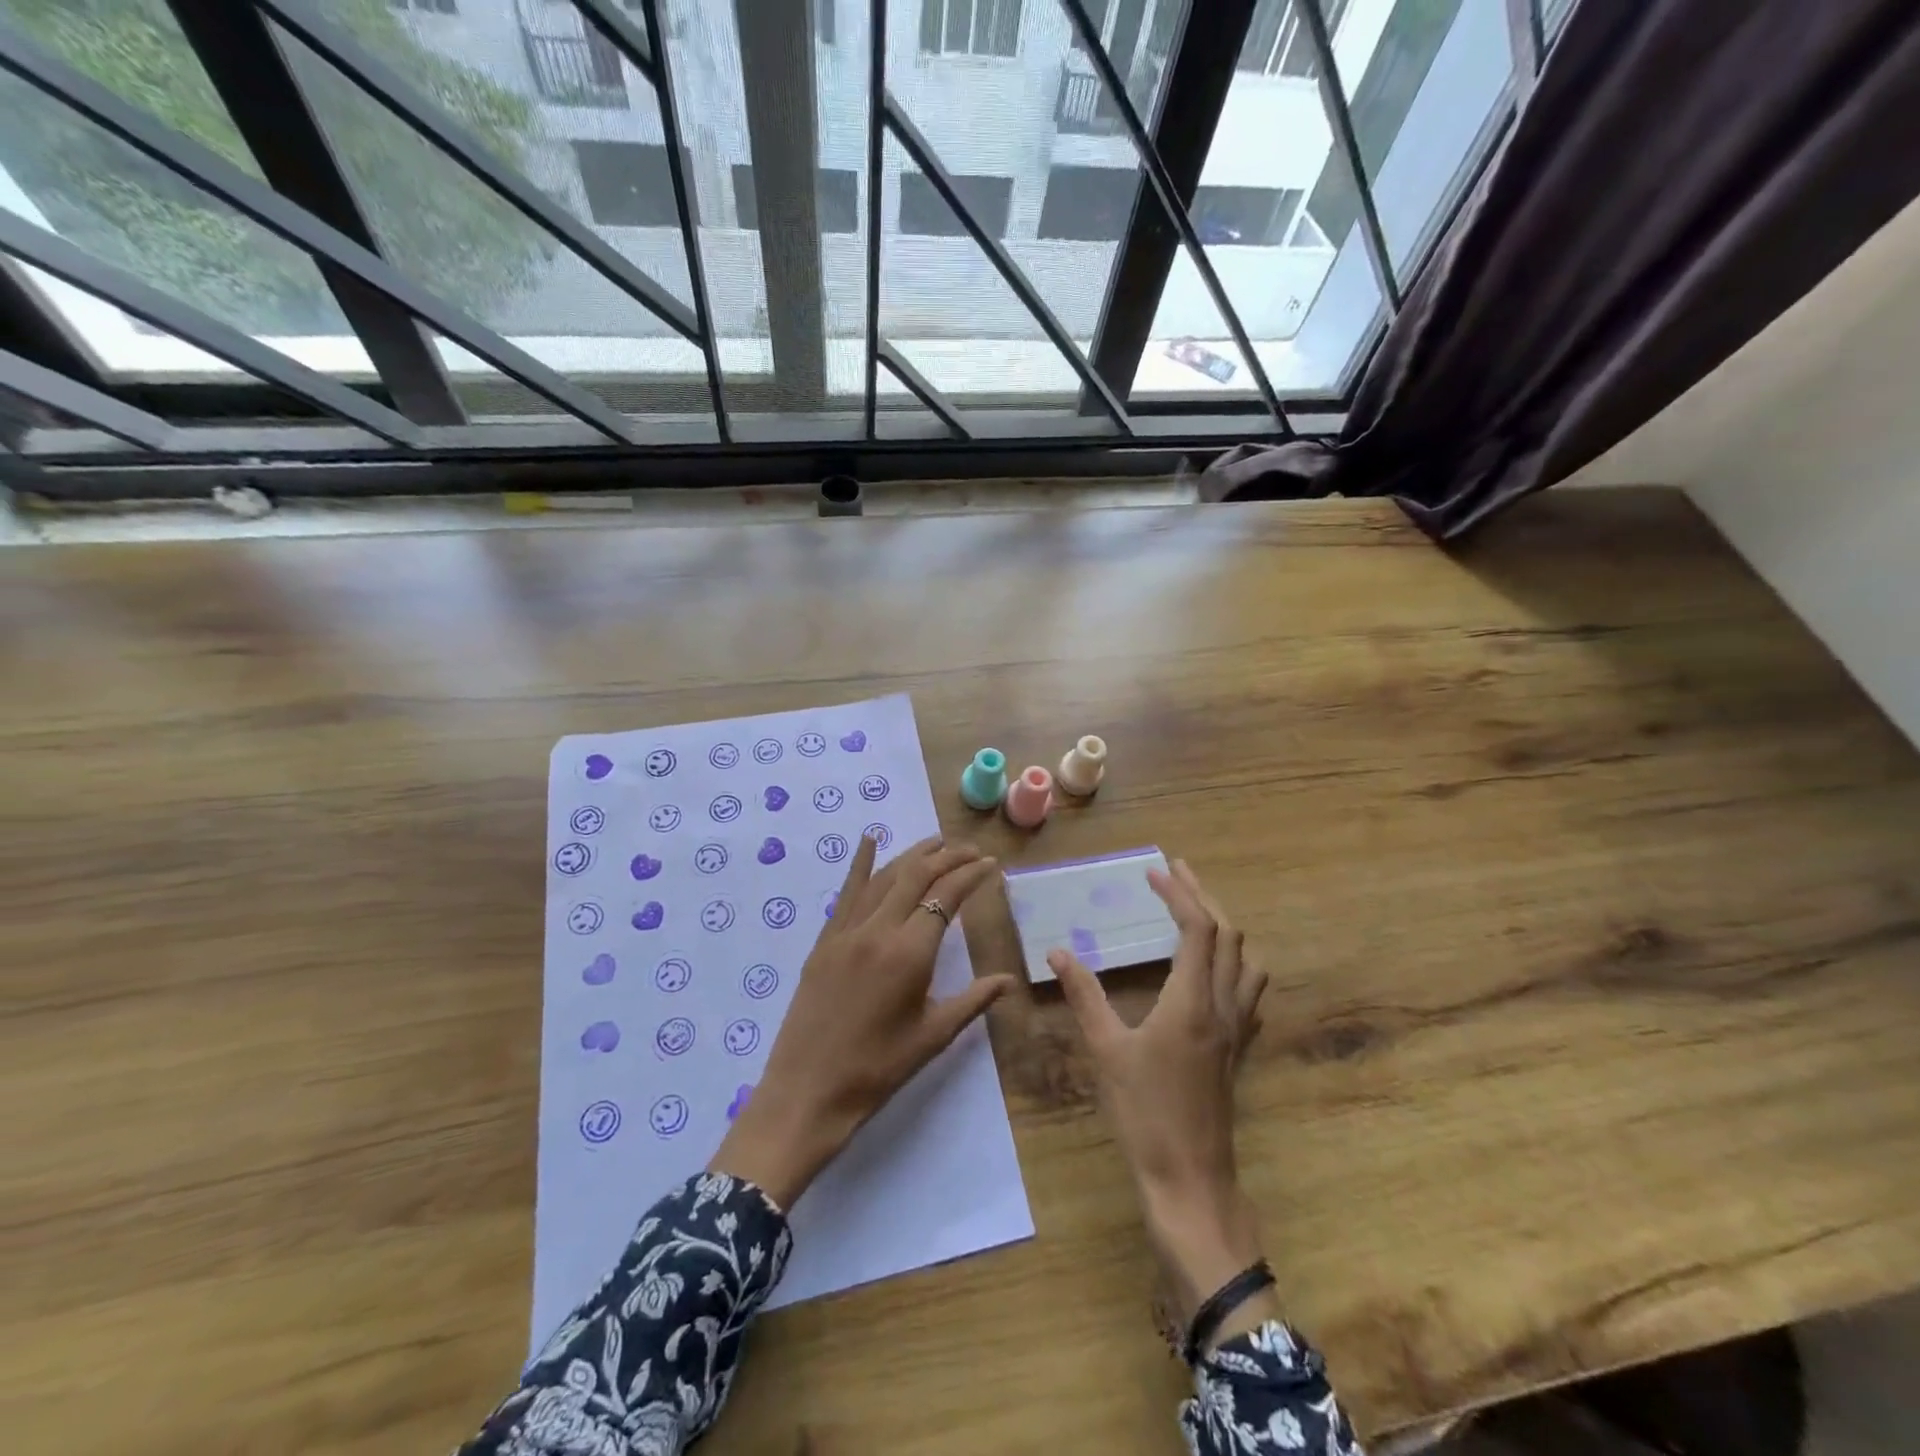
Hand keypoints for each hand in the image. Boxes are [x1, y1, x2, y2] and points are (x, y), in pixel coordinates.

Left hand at [710, 835, 1015, 1208]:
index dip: (971, 875)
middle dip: (947, 857)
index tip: (991, 864)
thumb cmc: (877, 1070)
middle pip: (917, 876)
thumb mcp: (932, 1036)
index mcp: (910, 953)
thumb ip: (973, 1001)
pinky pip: (846, 892)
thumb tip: (1009, 979)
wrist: (807, 1093)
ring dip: (912, 855)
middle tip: (971, 850)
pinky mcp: (825, 940)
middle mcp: (878, 930)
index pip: (947, 896)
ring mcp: (846, 931)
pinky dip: (860, 863)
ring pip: (884, 877)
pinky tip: (869, 840)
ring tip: (937, 843)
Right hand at [1050, 860, 1277, 1345]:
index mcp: (1193, 1001)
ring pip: (1246, 961)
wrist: (1190, 1180)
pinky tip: (1215, 970)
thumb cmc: (1145, 1114)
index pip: (1198, 929)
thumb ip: (1084, 996)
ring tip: (1196, 911)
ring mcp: (1237, 1030)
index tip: (1154, 873)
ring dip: (1224, 927)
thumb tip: (1058, 952)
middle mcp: (1224, 1007)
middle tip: (1176, 873)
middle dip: (1204, 897)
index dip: (1179, 894)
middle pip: (1228, 936)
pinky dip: (1234, 962)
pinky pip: (1249, 990)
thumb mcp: (1106, 1051)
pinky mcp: (1238, 1050)